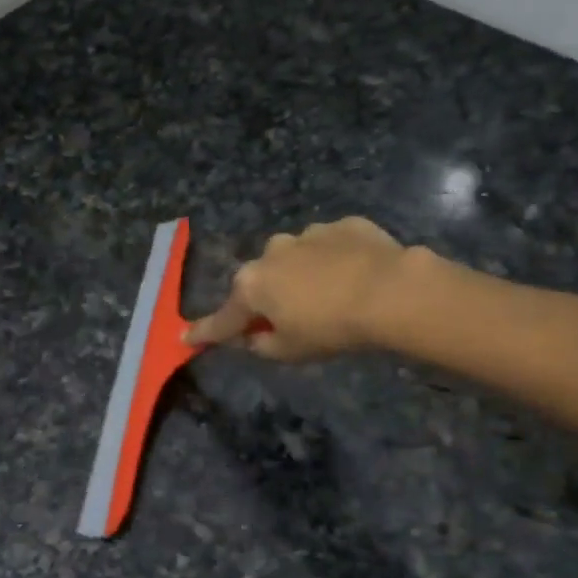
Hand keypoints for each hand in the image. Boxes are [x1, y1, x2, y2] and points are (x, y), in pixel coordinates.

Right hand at [185, 217, 410, 361]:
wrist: (390, 291)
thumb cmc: (331, 328)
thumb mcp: (289, 351)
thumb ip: (261, 345)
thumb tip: (251, 337)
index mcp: (252, 285)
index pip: (223, 317)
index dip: (206, 331)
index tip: (186, 337)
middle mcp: (272, 253)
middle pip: (261, 281)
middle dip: (268, 297)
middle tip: (289, 319)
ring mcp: (308, 234)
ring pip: (295, 259)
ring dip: (303, 275)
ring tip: (331, 295)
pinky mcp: (344, 225)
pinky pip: (331, 246)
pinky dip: (335, 259)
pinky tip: (356, 275)